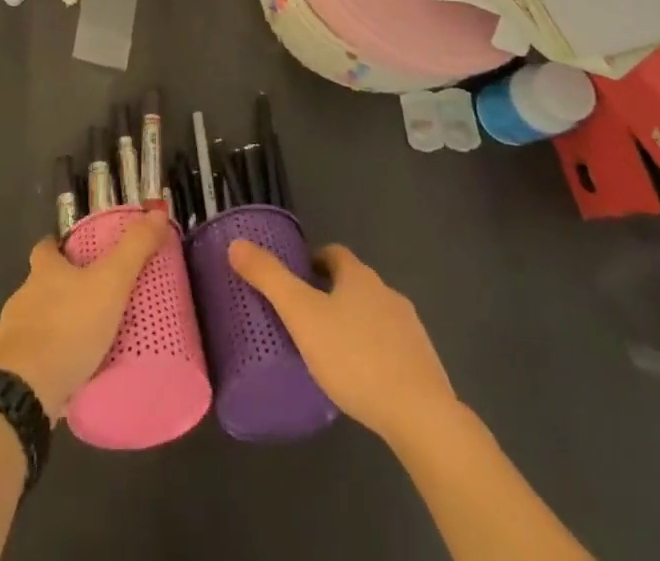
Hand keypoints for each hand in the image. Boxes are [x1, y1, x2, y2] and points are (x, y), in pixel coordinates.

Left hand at [0, 212, 170, 421]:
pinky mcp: (10, 369)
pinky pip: (31, 357)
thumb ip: (134, 249)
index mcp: (44, 270)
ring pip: (35, 321)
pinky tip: (67, 372)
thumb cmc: (69, 327)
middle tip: (93, 301)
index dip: (59, 248)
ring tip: (85, 341)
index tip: (76, 255)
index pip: (45, 248)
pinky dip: (47, 359)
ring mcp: (12, 334)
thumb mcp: (110, 283)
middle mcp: (23, 295)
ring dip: (54, 326)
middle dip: (61, 290)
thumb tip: (158, 213)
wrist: (26, 390)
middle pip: (40, 284)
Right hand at [228, 239, 458, 445]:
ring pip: (372, 314)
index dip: (312, 261)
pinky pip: (390, 346)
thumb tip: (236, 244)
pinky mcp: (423, 362)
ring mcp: (409, 327)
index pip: (333, 253)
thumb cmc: (354, 357)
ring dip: (353, 324)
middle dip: (330, 295)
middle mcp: (386, 292)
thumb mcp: (302, 316)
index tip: (294, 280)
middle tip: (303, 320)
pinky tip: (360, 379)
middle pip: (353, 283)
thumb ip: (269, 279)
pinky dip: (373, 352)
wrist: (420, 415)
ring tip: (329, 353)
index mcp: (358, 276)